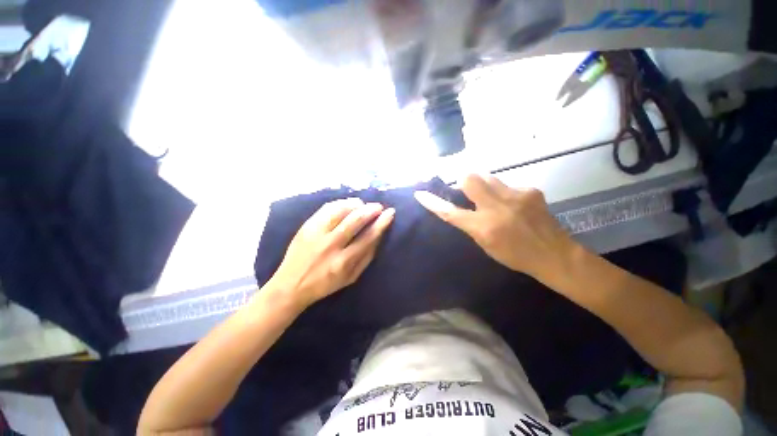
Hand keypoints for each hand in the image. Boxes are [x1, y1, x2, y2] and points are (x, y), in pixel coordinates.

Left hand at [268, 198, 394, 308]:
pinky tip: (347, 204)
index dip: (381, 223)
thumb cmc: (325, 284)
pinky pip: (326, 208)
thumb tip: (379, 236)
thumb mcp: (351, 278)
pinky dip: (340, 203)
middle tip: (378, 206)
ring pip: (340, 211)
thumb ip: (367, 257)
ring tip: (363, 204)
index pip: (368, 237)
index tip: (390, 213)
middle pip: (355, 220)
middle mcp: (331, 245)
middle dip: (371, 210)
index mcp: (343, 262)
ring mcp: (316, 234)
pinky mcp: (306, 227)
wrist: (290, 285)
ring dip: (356, 204)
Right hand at [414, 174, 575, 280]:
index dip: (433, 203)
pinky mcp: (530, 190)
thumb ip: (471, 224)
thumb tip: (462, 206)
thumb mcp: (485, 244)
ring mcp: (516, 196)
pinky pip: (507, 185)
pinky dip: (503, 192)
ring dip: (484, 186)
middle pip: (470, 178)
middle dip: (463, 181)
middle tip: (467, 191)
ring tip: (493, 199)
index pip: (451, 212)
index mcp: (484, 227)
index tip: (420, 194)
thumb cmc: (515, 256)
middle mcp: (497, 208)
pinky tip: (513, 205)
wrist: (554, 254)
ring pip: (488, 177)